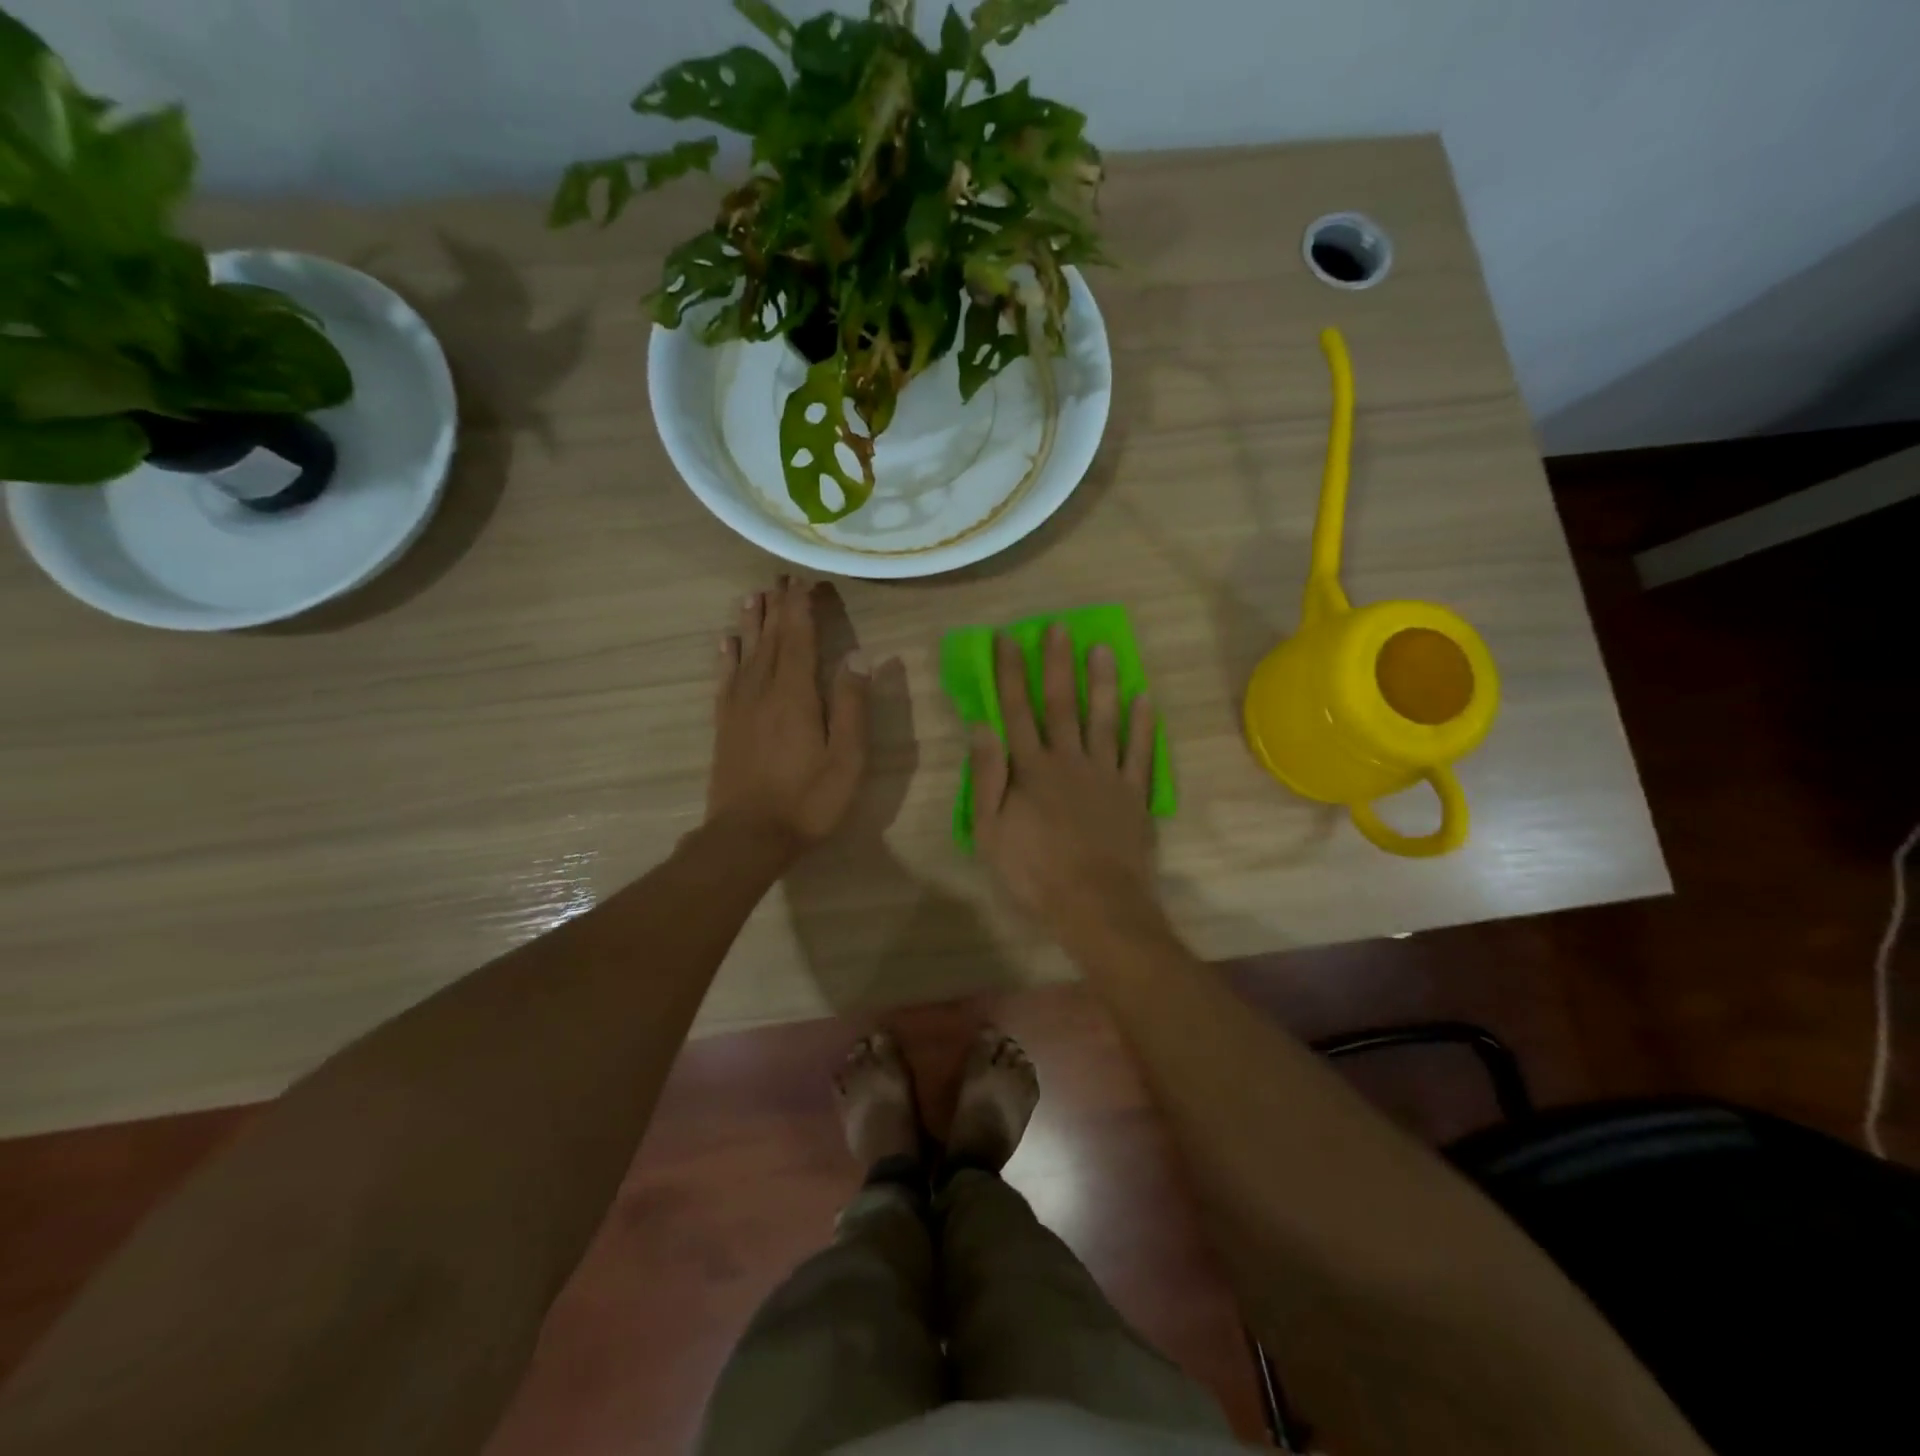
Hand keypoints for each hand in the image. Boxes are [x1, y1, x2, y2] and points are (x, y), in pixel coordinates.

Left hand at [709, 577, 869, 856]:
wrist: (747, 836)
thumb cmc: (807, 800)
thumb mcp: (846, 758)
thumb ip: (852, 705)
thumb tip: (858, 656)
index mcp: (796, 694)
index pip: (800, 637)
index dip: (803, 606)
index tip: (807, 578)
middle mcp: (763, 689)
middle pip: (772, 637)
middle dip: (779, 604)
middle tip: (782, 575)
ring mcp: (739, 706)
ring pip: (746, 651)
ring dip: (753, 621)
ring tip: (755, 594)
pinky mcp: (724, 724)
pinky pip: (725, 677)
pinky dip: (727, 654)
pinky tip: (727, 640)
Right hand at [970, 625, 1161, 941]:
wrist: (1095, 903)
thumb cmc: (1034, 872)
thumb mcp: (990, 831)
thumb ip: (987, 776)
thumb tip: (981, 726)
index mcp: (1031, 769)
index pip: (1017, 711)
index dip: (1010, 674)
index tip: (1007, 639)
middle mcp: (1069, 760)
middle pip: (1061, 704)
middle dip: (1057, 664)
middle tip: (1059, 628)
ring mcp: (1106, 774)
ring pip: (1104, 718)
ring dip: (1102, 682)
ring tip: (1102, 648)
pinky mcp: (1134, 793)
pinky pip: (1140, 752)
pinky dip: (1144, 724)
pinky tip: (1146, 697)